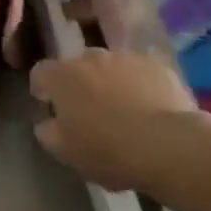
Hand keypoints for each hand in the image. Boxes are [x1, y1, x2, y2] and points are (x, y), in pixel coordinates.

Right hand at [31, 51, 210, 193]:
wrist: (169, 146)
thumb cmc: (109, 150)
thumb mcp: (67, 153)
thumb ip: (48, 134)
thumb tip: (46, 123)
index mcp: (62, 76)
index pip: (40, 72)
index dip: (42, 87)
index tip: (49, 105)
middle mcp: (90, 57)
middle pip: (77, 66)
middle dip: (80, 83)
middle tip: (91, 111)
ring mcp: (125, 58)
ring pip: (110, 67)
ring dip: (111, 82)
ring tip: (125, 110)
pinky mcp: (156, 65)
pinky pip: (140, 72)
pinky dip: (140, 85)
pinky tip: (151, 109)